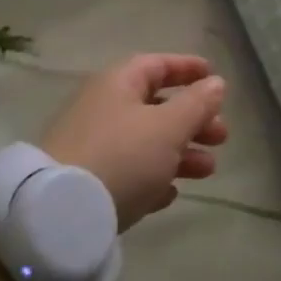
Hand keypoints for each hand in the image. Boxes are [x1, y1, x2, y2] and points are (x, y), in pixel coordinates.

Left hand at [40, 54, 228, 230]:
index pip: (158, 65)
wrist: (59, 215)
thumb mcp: (168, 128)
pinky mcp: (86, 182)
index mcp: (119, 83)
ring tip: (208, 170)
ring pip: (146, 142)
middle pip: (156, 106)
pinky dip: (153, 177)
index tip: (215, 78)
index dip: (188, 69)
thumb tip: (216, 83)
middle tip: (221, 136)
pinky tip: (170, 194)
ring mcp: (92, 146)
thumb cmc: (122, 156)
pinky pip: (128, 172)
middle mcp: (103, 108)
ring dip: (180, 152)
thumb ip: (196, 104)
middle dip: (193, 119)